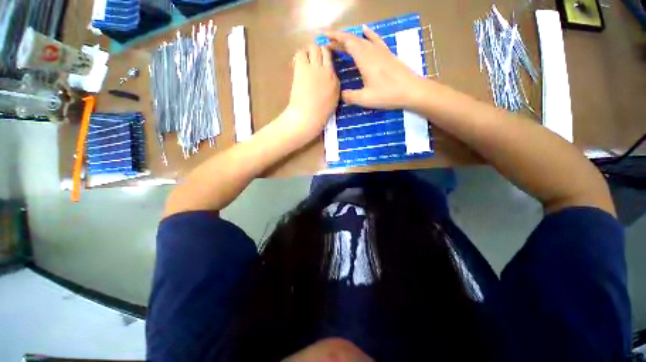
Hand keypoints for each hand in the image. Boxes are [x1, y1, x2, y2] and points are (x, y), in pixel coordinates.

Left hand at [283, 45, 339, 140]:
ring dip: (309, 52)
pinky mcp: (303, 68)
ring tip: (305, 60)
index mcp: (336, 83)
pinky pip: (301, 52)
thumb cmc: (319, 116)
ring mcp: (316, 68)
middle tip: (312, 59)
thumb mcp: (332, 103)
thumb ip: (331, 90)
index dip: (326, 62)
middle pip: (325, 51)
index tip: (321, 66)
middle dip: (319, 52)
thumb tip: (326, 82)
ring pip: (314, 47)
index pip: (333, 65)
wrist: (307, 117)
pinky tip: (297, 63)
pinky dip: (299, 55)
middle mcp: (328, 72)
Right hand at [323, 26, 427, 109]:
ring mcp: (380, 51)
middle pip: (352, 39)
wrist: (411, 90)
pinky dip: (368, 34)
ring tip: (340, 43)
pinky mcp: (387, 54)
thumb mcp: (365, 99)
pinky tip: (365, 30)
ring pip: (362, 40)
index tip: (323, 35)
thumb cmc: (388, 94)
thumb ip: (350, 96)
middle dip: (339, 39)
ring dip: (350, 39)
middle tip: (328, 44)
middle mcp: (371, 50)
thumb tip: (340, 94)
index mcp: (364, 58)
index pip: (346, 42)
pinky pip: (375, 39)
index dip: (334, 37)